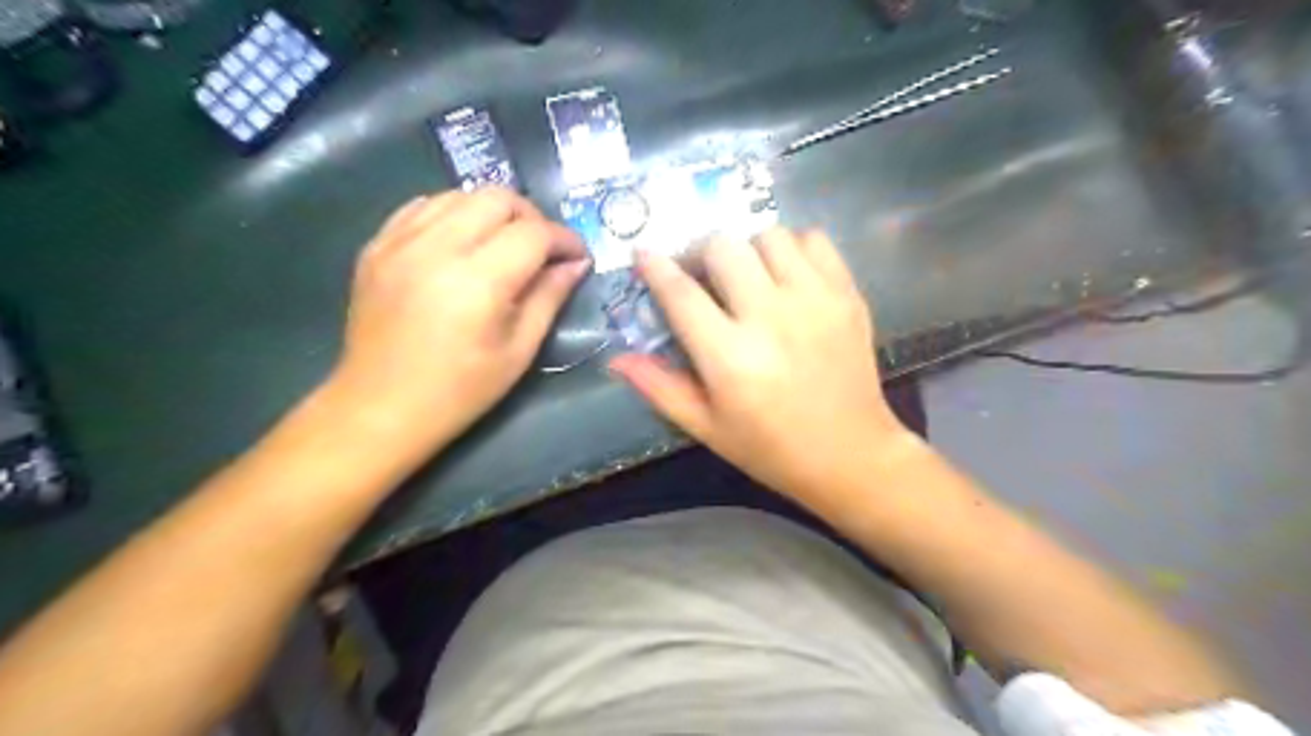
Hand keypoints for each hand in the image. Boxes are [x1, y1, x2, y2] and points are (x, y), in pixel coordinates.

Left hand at [321, 190, 588, 464]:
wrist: (380, 408)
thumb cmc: (460, 391)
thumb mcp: (519, 351)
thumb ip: (550, 298)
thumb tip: (576, 264)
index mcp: (477, 281)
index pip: (533, 233)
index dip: (564, 239)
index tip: (578, 256)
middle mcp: (436, 248)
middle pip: (497, 198)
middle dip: (531, 217)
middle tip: (543, 249)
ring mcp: (399, 242)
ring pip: (459, 194)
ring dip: (492, 211)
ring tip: (504, 243)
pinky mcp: (376, 246)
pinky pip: (422, 206)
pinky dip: (452, 213)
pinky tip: (462, 241)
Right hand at [610, 227, 912, 504]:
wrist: (850, 454)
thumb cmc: (771, 448)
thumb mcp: (707, 428)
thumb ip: (659, 388)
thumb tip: (616, 358)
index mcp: (730, 357)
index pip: (680, 292)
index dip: (655, 267)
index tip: (644, 254)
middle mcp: (771, 317)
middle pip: (723, 246)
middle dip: (700, 253)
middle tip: (701, 274)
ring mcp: (814, 300)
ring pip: (768, 235)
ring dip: (747, 248)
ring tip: (746, 274)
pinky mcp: (847, 295)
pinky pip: (814, 240)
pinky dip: (793, 247)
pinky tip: (786, 274)